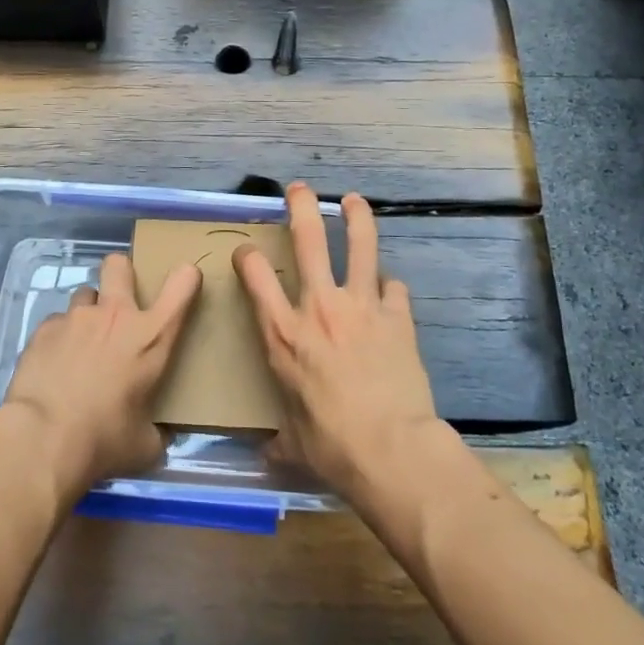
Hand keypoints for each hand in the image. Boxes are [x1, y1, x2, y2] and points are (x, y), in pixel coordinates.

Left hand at [1, 252, 201, 502]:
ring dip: (88, 313)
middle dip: (121, 274)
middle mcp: (116, 315)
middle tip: (119, 304)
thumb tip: (156, 437)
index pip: (183, 284)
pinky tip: (54, 365)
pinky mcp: (44, 329)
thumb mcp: (144, 444)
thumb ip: (156, 431)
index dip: (186, 277)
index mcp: (152, 336)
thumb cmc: (104, 440)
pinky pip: (57, 323)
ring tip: (82, 344)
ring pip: (85, 294)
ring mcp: (76, 317)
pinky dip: (59, 338)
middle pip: (119, 265)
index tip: (185, 284)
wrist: (43, 439)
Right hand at [233, 183, 443, 506]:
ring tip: (353, 200)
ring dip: (356, 219)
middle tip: (298, 189)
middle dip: (301, 207)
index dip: (247, 257)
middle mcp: (318, 307)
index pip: (255, 276)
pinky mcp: (397, 317)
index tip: (246, 252)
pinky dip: (389, 286)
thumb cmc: (331, 446)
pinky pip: (393, 288)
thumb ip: (280, 439)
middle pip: (308, 240)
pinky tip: (389, 289)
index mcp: (283, 333)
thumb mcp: (293, 444)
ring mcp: (361, 306)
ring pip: (359, 246)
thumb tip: (268, 455)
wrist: (390, 450)